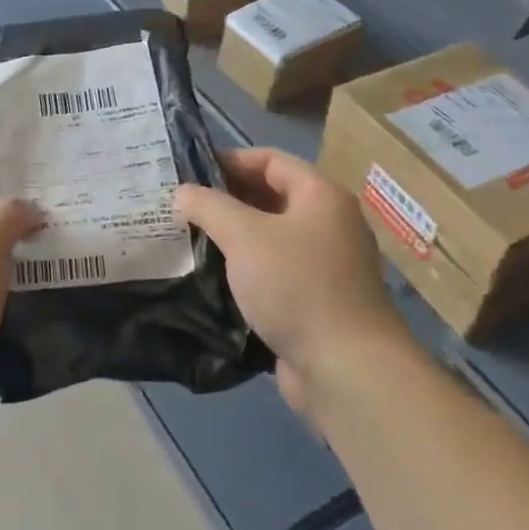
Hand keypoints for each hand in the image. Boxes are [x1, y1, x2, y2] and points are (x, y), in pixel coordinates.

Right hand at [174, 149, 406, 409]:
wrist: (347, 369)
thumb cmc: (297, 286)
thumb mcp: (244, 236)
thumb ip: (208, 206)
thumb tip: (182, 192)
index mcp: (321, 196)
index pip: (270, 160)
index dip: (229, 160)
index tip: (188, 171)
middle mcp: (329, 224)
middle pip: (271, 197)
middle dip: (226, 199)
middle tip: (181, 206)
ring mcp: (325, 265)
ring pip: (270, 238)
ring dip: (233, 236)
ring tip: (189, 239)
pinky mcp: (316, 301)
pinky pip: (275, 272)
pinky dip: (246, 269)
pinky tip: (212, 277)